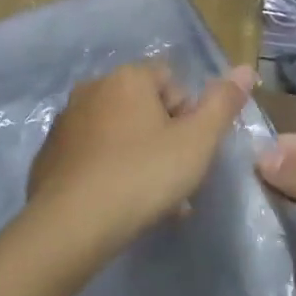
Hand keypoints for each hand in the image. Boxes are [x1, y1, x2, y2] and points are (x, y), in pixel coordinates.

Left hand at [30, 61, 255, 248]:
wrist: (70, 226)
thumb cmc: (142, 175)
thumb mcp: (197, 142)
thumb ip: (223, 103)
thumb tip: (246, 69)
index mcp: (127, 77)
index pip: (172, 81)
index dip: (189, 115)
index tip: (191, 151)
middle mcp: (93, 88)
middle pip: (144, 108)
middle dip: (165, 140)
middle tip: (175, 181)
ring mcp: (66, 121)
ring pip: (118, 134)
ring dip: (139, 158)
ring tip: (153, 203)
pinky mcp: (49, 155)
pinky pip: (92, 155)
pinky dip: (109, 172)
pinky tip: (119, 207)